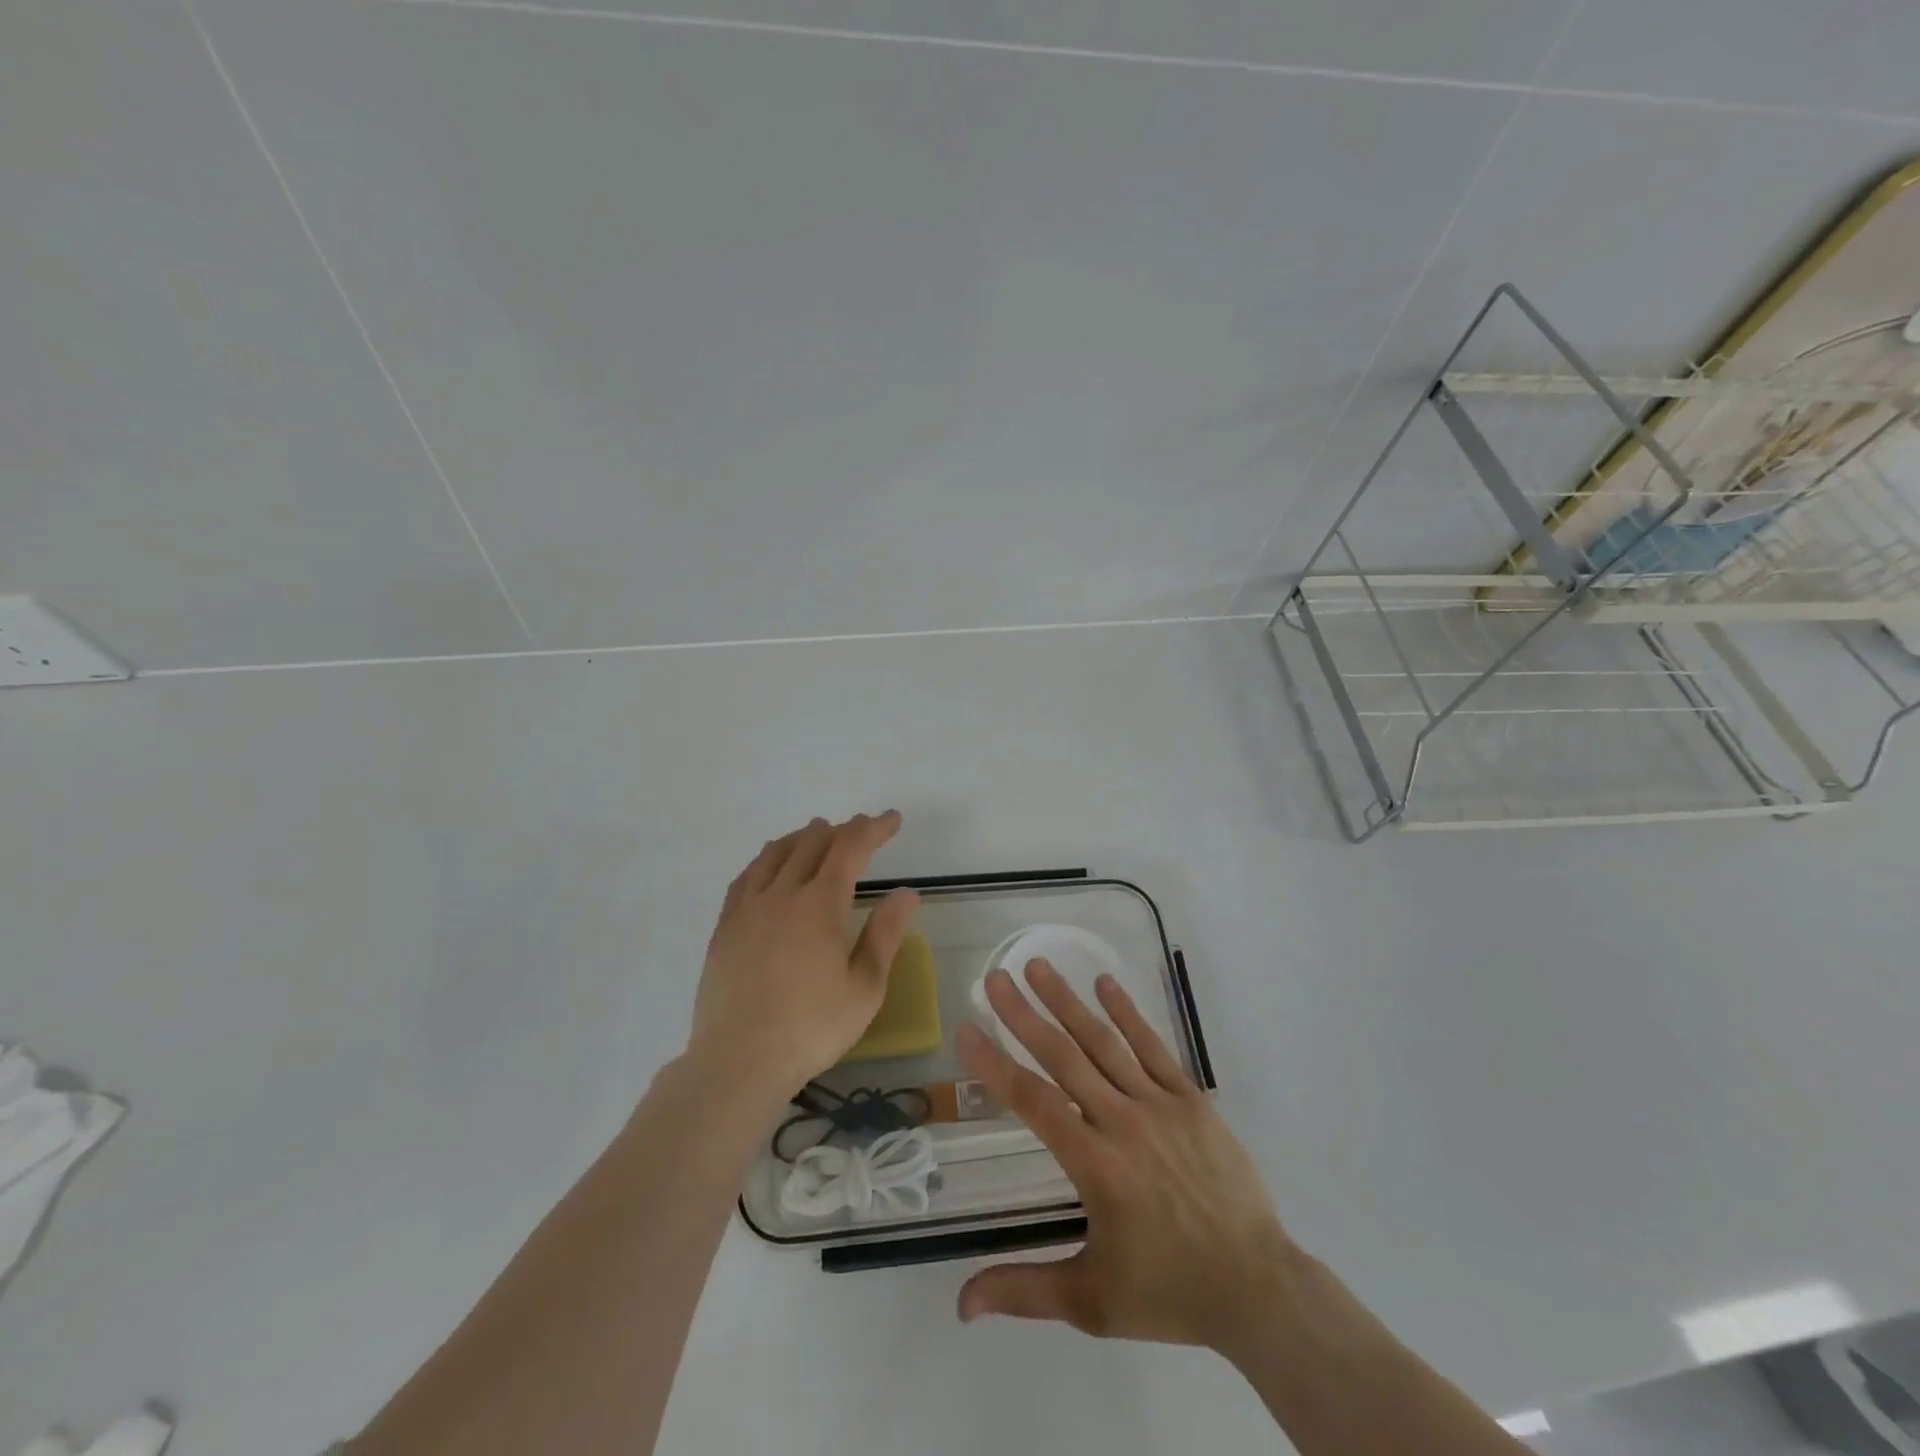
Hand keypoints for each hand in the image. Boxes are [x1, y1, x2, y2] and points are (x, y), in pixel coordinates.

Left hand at [690, 812, 919, 1097]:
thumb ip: (885, 934)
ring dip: (802, 837)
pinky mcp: (725, 927)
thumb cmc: (812, 1027)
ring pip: (775, 853)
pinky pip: (746, 877)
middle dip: (841, 830)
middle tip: (861, 831)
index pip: (850, 848)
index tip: (892, 819)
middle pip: (812, 842)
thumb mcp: (865, 987)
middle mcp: (782, 894)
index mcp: (820, 905)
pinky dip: (766, 860)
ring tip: (817, 835)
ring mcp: (748, 908)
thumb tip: (906, 892)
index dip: (873, 828)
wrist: (739, 1061)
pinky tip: (770, 867)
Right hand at [955, 960, 1296, 1354]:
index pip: (1033, 1103)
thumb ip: (1025, 1290)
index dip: (996, 1065)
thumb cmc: (1168, 1291)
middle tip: (997, 978)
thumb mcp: (1092, 1302)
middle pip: (1064, 1058)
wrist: (1257, 1286)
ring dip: (1068, 1002)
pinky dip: (1128, 1014)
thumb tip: (961, 1303)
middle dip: (1024, 1016)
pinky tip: (1105, 984)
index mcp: (1096, 1166)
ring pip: (1105, 1043)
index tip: (967, 1031)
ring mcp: (1160, 1105)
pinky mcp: (1190, 1099)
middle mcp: (1123, 1123)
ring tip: (1039, 967)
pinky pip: (1154, 1048)